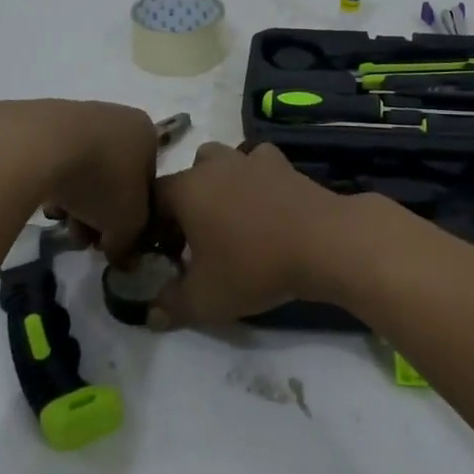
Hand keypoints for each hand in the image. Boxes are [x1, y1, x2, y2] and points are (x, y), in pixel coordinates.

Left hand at [0, 99, 158, 258]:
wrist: (39, 145)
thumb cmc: (101, 179)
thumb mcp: (128, 223)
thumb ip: (130, 242)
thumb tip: (120, 254)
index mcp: (146, 133)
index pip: (146, 182)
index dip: (131, 217)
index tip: (111, 238)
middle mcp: (117, 117)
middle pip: (113, 177)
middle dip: (98, 213)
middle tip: (83, 237)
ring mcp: (78, 115)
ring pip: (84, 170)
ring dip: (75, 202)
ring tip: (59, 221)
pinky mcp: (42, 122)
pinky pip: (55, 160)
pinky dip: (53, 182)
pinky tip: (42, 201)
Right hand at [147, 142, 360, 328]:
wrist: (322, 241)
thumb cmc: (254, 266)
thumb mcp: (205, 299)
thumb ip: (171, 306)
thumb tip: (151, 314)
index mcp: (186, 189)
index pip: (153, 198)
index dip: (152, 225)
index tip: (163, 252)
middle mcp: (214, 165)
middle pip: (188, 174)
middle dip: (186, 201)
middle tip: (196, 237)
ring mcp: (250, 159)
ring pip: (222, 160)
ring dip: (219, 182)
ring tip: (230, 216)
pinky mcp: (282, 162)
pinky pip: (257, 162)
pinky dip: (255, 176)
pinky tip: (264, 200)